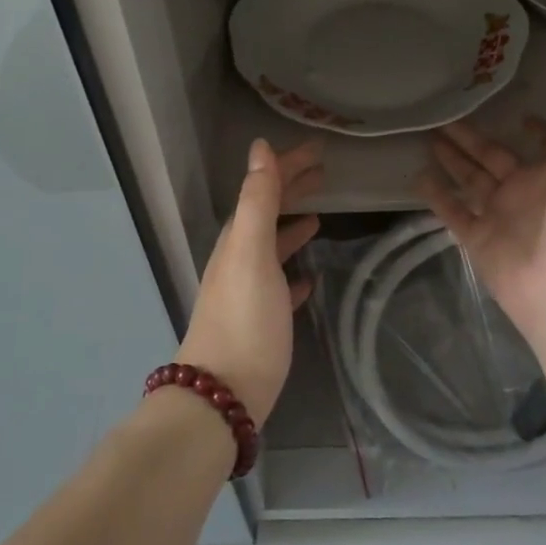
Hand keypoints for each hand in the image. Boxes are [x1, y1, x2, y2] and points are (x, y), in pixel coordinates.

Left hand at [177, 138, 322, 426]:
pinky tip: (309, 277)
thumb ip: (258, 201)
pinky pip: (278, 284)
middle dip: (291, 189)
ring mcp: (247, 291)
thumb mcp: (252, 253)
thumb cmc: (244, 320)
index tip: (318, 150)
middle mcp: (239, 258)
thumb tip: (260, 148)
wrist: (221, 396)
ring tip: (319, 216)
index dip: (288, 165)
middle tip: (323, 174)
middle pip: (267, 212)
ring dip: (293, 225)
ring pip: (272, 246)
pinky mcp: (259, 321)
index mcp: (238, 239)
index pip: (264, 188)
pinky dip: (293, 270)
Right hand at [415, 107, 545, 347]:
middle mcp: (528, 193)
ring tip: (429, 136)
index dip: (537, 132)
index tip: (521, 116)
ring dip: (452, 159)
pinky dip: (436, 195)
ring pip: (470, 180)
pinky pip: (452, 212)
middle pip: (495, 157)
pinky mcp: (478, 239)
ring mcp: (501, 216)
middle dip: (473, 138)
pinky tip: (418, 175)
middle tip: (447, 117)